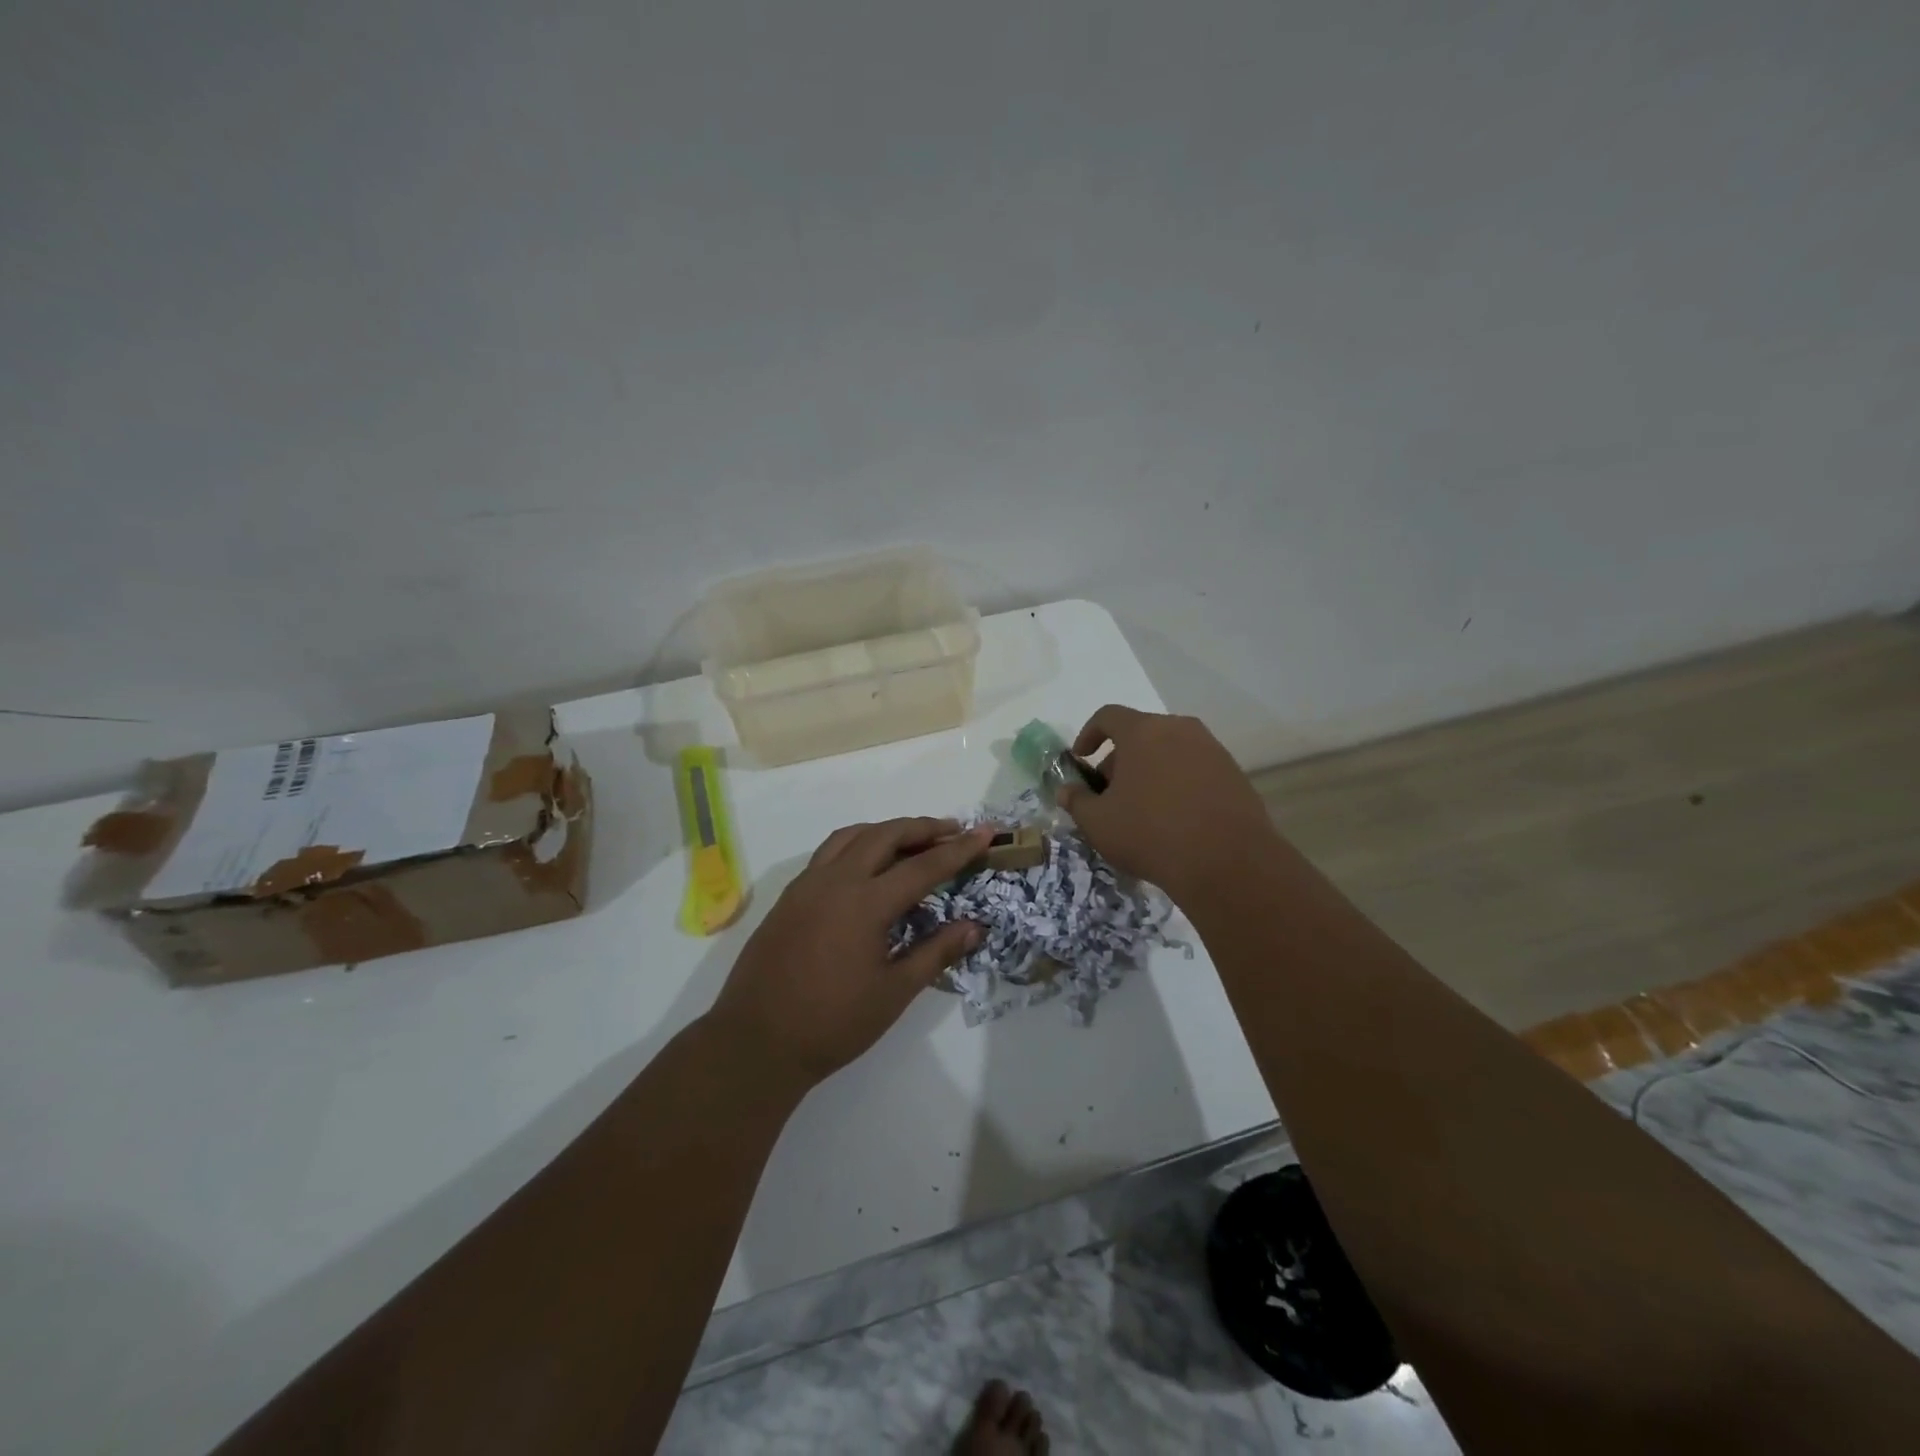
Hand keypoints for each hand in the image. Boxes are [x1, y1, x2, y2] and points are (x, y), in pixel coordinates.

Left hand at [704, 818, 994, 1087]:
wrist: (756, 1041)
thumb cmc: (832, 1023)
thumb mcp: (894, 992)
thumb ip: (936, 952)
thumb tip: (975, 927)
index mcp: (865, 903)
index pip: (923, 866)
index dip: (958, 849)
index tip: (984, 833)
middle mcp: (836, 881)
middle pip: (886, 835)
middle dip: (923, 828)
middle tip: (952, 831)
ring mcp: (807, 885)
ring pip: (852, 836)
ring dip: (886, 830)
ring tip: (911, 839)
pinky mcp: (789, 896)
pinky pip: (828, 853)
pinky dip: (856, 844)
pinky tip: (866, 865)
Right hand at [1059, 706, 1277, 904]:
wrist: (1228, 863)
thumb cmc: (1151, 834)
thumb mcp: (1098, 823)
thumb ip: (1077, 801)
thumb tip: (1068, 790)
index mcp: (1143, 731)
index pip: (1108, 716)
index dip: (1088, 734)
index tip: (1081, 760)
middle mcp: (1180, 729)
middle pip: (1140, 733)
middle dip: (1119, 760)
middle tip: (1110, 794)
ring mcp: (1212, 750)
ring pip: (1170, 751)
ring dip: (1150, 771)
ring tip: (1142, 809)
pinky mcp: (1234, 774)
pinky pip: (1195, 769)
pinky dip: (1178, 784)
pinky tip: (1175, 819)